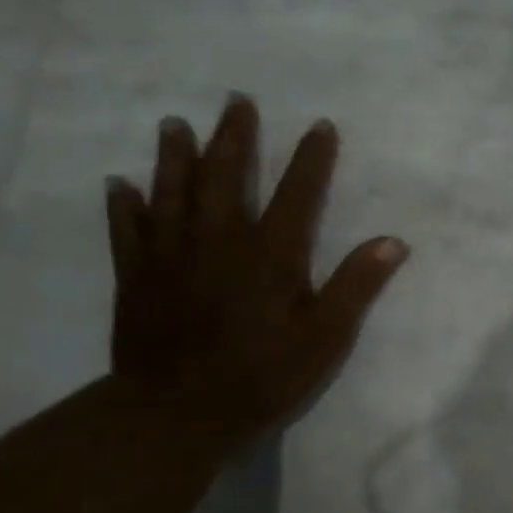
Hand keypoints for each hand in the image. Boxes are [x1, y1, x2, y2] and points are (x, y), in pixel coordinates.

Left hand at [103, 94, 407, 448]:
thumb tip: (393, 241)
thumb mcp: (326, 337)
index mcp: (270, 254)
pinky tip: (120, 185)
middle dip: (234, 137)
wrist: (178, 412)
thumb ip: (356, 286)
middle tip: (236, 101)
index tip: (320, 126)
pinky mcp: (136, 275)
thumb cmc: (263, 376)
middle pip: (225, 176)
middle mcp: (218, 240)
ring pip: (171, 191)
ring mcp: (170, 255)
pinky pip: (127, 229)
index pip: (296, 193)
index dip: (311, 159)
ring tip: (175, 124)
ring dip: (175, 155)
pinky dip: (124, 204)